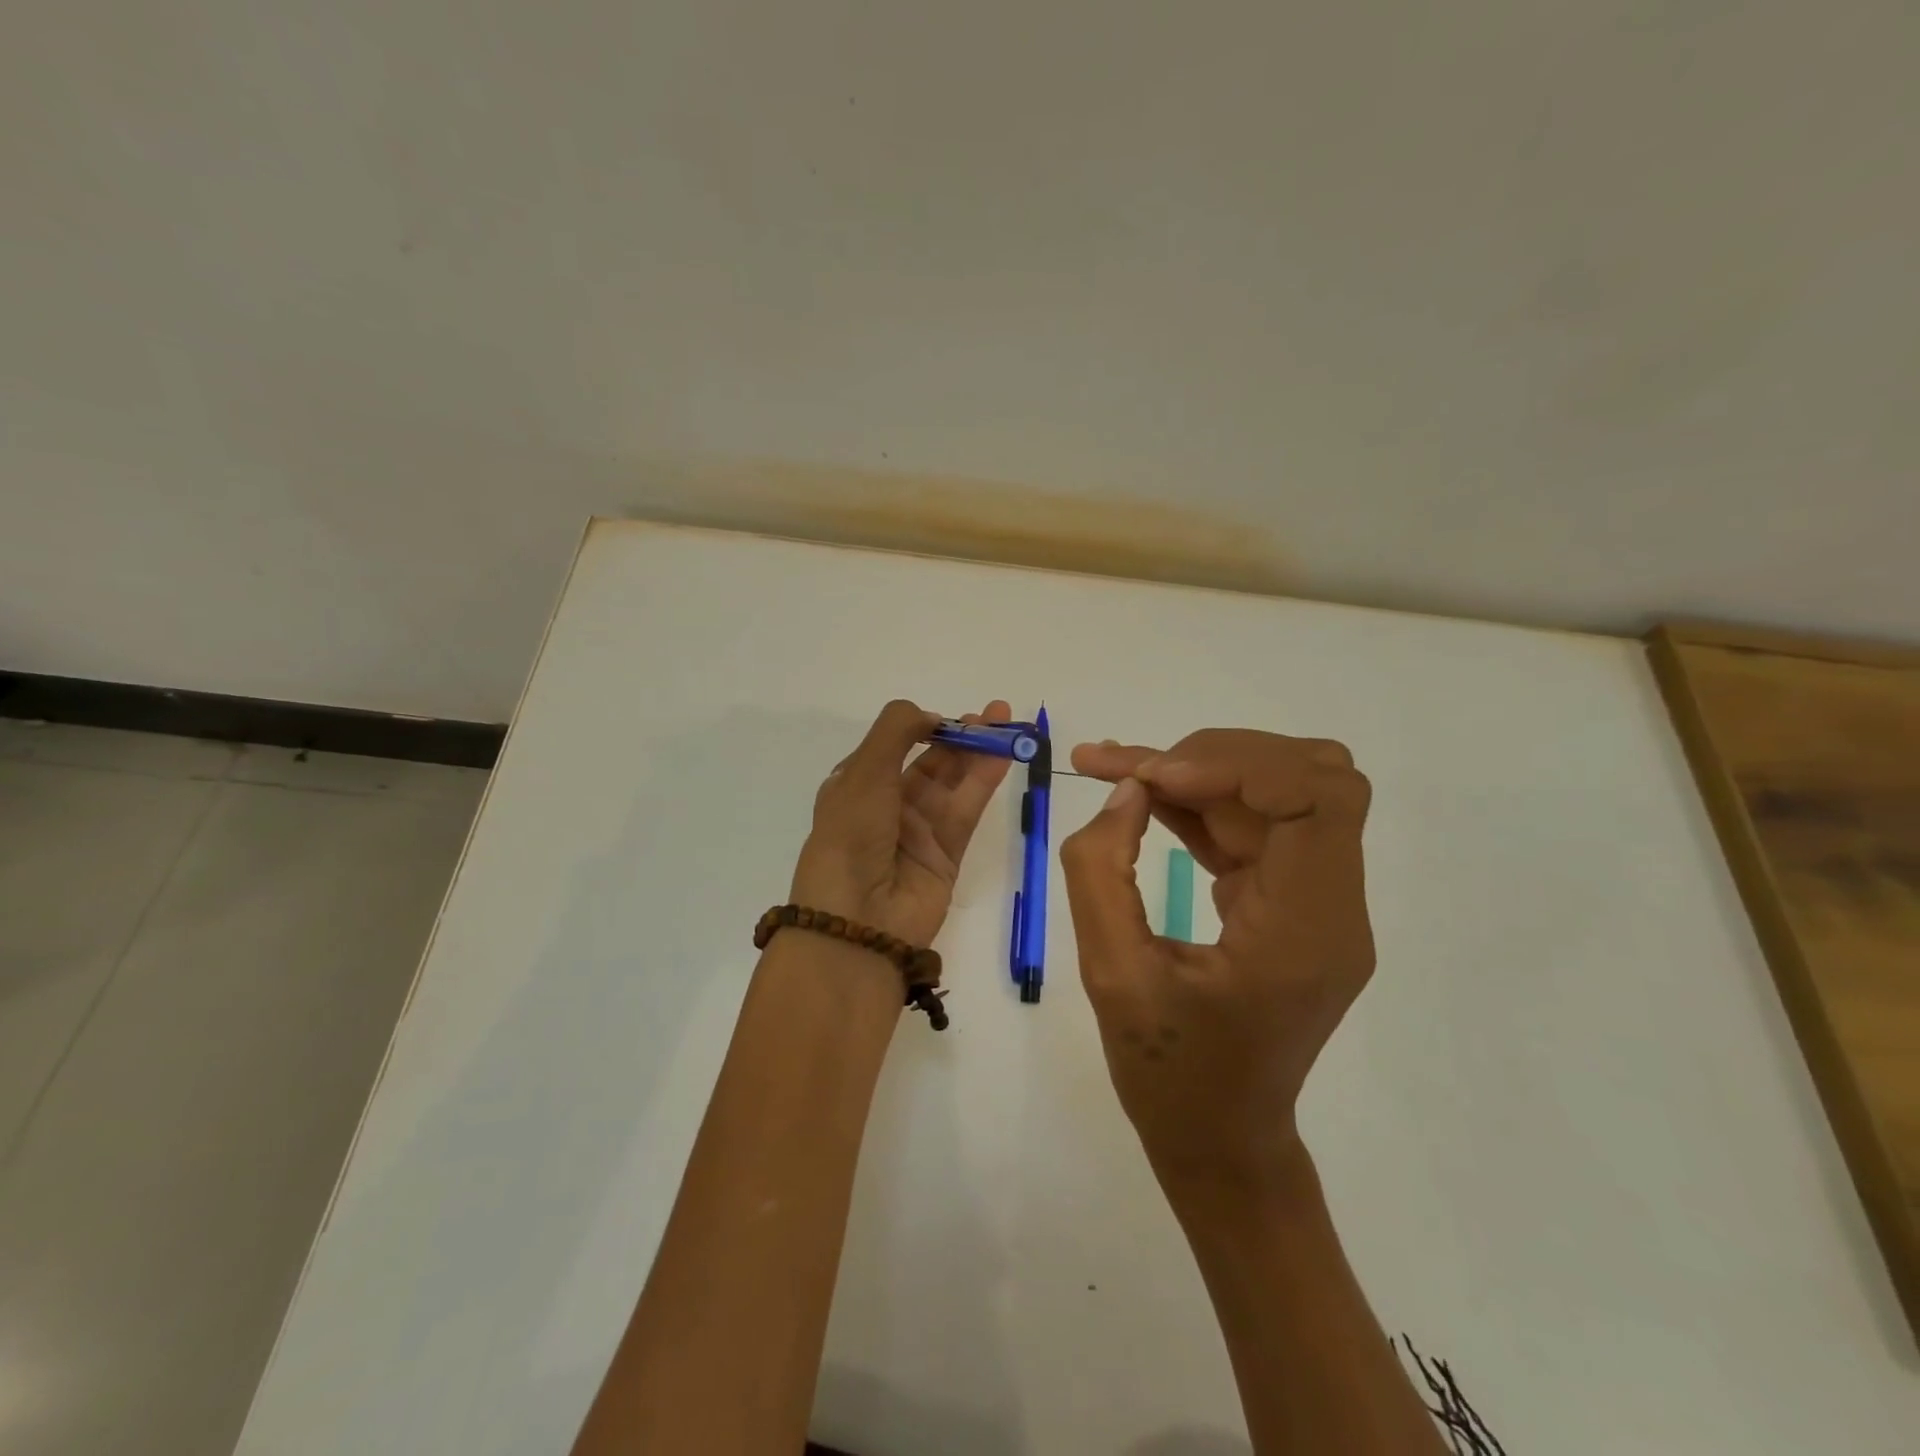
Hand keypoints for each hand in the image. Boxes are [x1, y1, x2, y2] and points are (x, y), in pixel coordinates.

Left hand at [789, 699, 1014, 946]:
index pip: (894, 746)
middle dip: (961, 735)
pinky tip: (1004, 755)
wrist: (858, 922)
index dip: (923, 727)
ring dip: (979, 753)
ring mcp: (918, 830)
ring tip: (1008, 725)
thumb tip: (930, 716)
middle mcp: (887, 805)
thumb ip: (896, 732)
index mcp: (857, 786)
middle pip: (930, 761)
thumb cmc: (850, 837)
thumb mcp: (864, 773)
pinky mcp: (946, 854)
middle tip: (995, 713)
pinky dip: (985, 781)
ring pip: (954, 783)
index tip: (949, 717)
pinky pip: (967, 809)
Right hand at [1059, 730, 1373, 1194]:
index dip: (1233, 765)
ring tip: (1114, 768)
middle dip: (1215, 757)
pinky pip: (1254, 824)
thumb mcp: (1112, 975)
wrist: (1220, 1142)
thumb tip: (1128, 790)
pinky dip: (1198, 800)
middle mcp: (1332, 905)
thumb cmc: (1169, 1074)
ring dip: (1199, 771)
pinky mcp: (1289, 901)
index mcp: (1307, 929)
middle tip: (1133, 770)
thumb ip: (1102, 871)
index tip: (1151, 778)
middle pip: (1309, 777)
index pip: (1316, 797)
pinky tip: (1140, 799)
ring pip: (1279, 791)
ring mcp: (1316, 901)